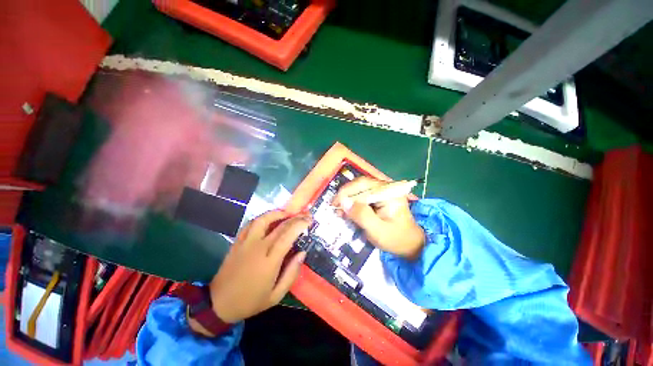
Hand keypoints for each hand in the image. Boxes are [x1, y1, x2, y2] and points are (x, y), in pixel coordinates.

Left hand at [207, 211, 310, 323]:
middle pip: (279, 225)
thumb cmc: (250, 301)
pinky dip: (262, 218)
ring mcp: (246, 242)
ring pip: (263, 219)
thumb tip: (302, 253)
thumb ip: (291, 273)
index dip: (300, 224)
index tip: (309, 220)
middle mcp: (258, 247)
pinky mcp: (237, 241)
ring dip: (277, 213)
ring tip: (287, 213)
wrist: (218, 304)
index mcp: (269, 261)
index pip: (287, 235)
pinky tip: (269, 218)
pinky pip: (250, 224)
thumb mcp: (276, 295)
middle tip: (304, 214)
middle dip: (294, 217)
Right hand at [333, 177, 424, 259]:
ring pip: (359, 189)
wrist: (411, 244)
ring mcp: (383, 191)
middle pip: (360, 185)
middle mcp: (386, 187)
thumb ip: (362, 216)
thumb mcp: (378, 231)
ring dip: (348, 199)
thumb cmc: (396, 239)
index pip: (363, 185)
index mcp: (389, 192)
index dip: (346, 193)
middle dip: (346, 195)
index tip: (335, 204)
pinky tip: (349, 211)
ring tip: (340, 211)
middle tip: (335, 208)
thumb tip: (344, 203)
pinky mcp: (380, 197)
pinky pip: (363, 195)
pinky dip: (354, 202)